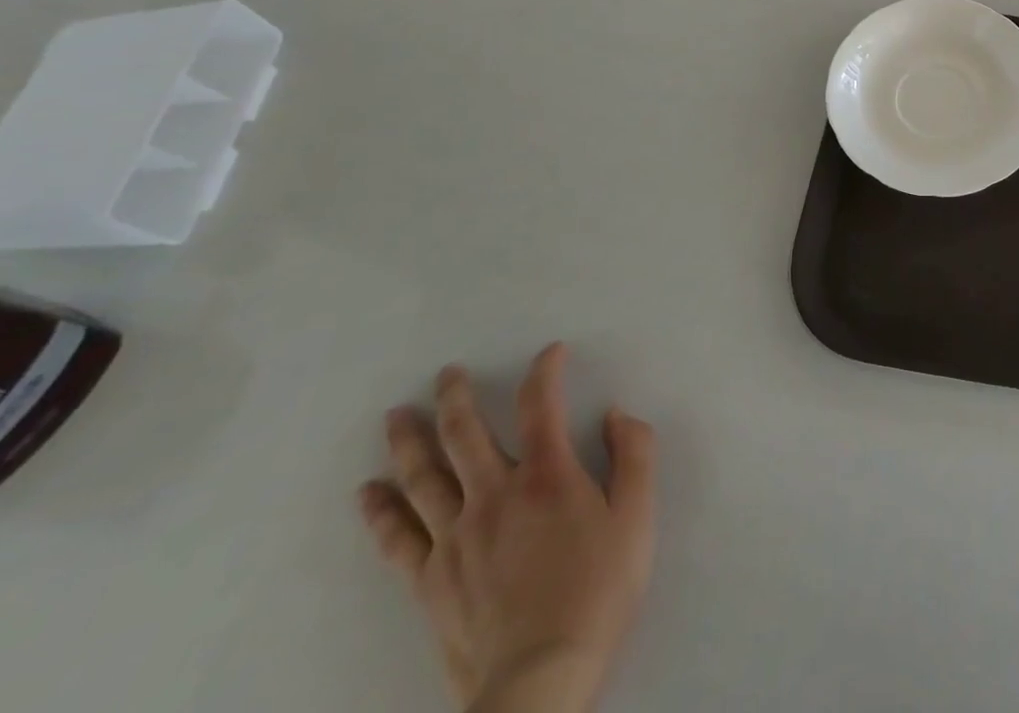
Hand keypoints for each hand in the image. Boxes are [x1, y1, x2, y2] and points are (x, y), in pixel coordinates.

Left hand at [358, 344, 655, 712]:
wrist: (540, 681)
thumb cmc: (598, 591)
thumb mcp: (638, 516)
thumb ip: (635, 455)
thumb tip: (616, 414)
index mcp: (547, 475)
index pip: (540, 404)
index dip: (546, 370)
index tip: (551, 352)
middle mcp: (494, 494)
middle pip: (466, 434)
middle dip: (456, 397)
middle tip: (446, 373)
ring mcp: (455, 538)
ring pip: (423, 478)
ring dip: (409, 441)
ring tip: (397, 416)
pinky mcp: (430, 580)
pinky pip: (397, 537)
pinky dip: (380, 511)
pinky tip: (367, 493)